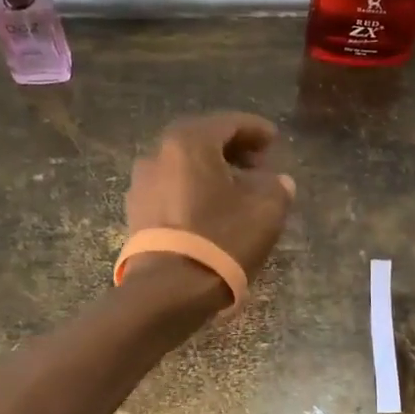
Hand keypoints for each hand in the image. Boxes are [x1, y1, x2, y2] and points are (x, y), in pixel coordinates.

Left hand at [124, 112, 296, 292]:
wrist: (168, 290)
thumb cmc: (221, 239)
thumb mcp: (266, 211)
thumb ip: (277, 187)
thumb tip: (278, 182)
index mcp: (189, 142)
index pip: (229, 123)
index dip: (256, 130)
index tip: (274, 140)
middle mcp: (158, 154)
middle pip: (202, 142)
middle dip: (233, 150)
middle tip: (259, 165)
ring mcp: (142, 184)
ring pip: (185, 166)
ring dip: (212, 172)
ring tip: (238, 191)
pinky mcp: (136, 213)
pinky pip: (172, 189)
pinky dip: (195, 190)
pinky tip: (213, 210)